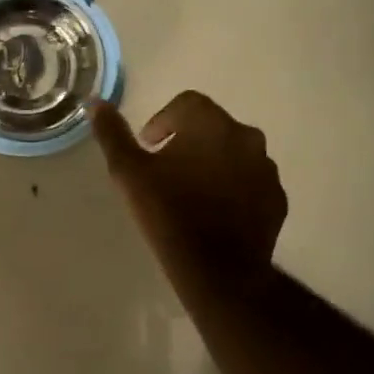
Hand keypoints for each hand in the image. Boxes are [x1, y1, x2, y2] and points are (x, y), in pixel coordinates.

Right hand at [92, 91, 287, 279]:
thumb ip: (113, 134)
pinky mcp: (277, 199)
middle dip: (188, 141)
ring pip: (234, 153)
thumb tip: (97, 102)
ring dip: (212, 163)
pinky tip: (213, 211)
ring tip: (189, 192)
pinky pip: (250, 182)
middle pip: (212, 127)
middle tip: (165, 170)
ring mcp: (267, 170)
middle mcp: (246, 138)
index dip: (162, 120)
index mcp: (211, 125)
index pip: (186, 103)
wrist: (218, 271)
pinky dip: (233, 187)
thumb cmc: (169, 214)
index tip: (148, 146)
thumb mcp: (129, 173)